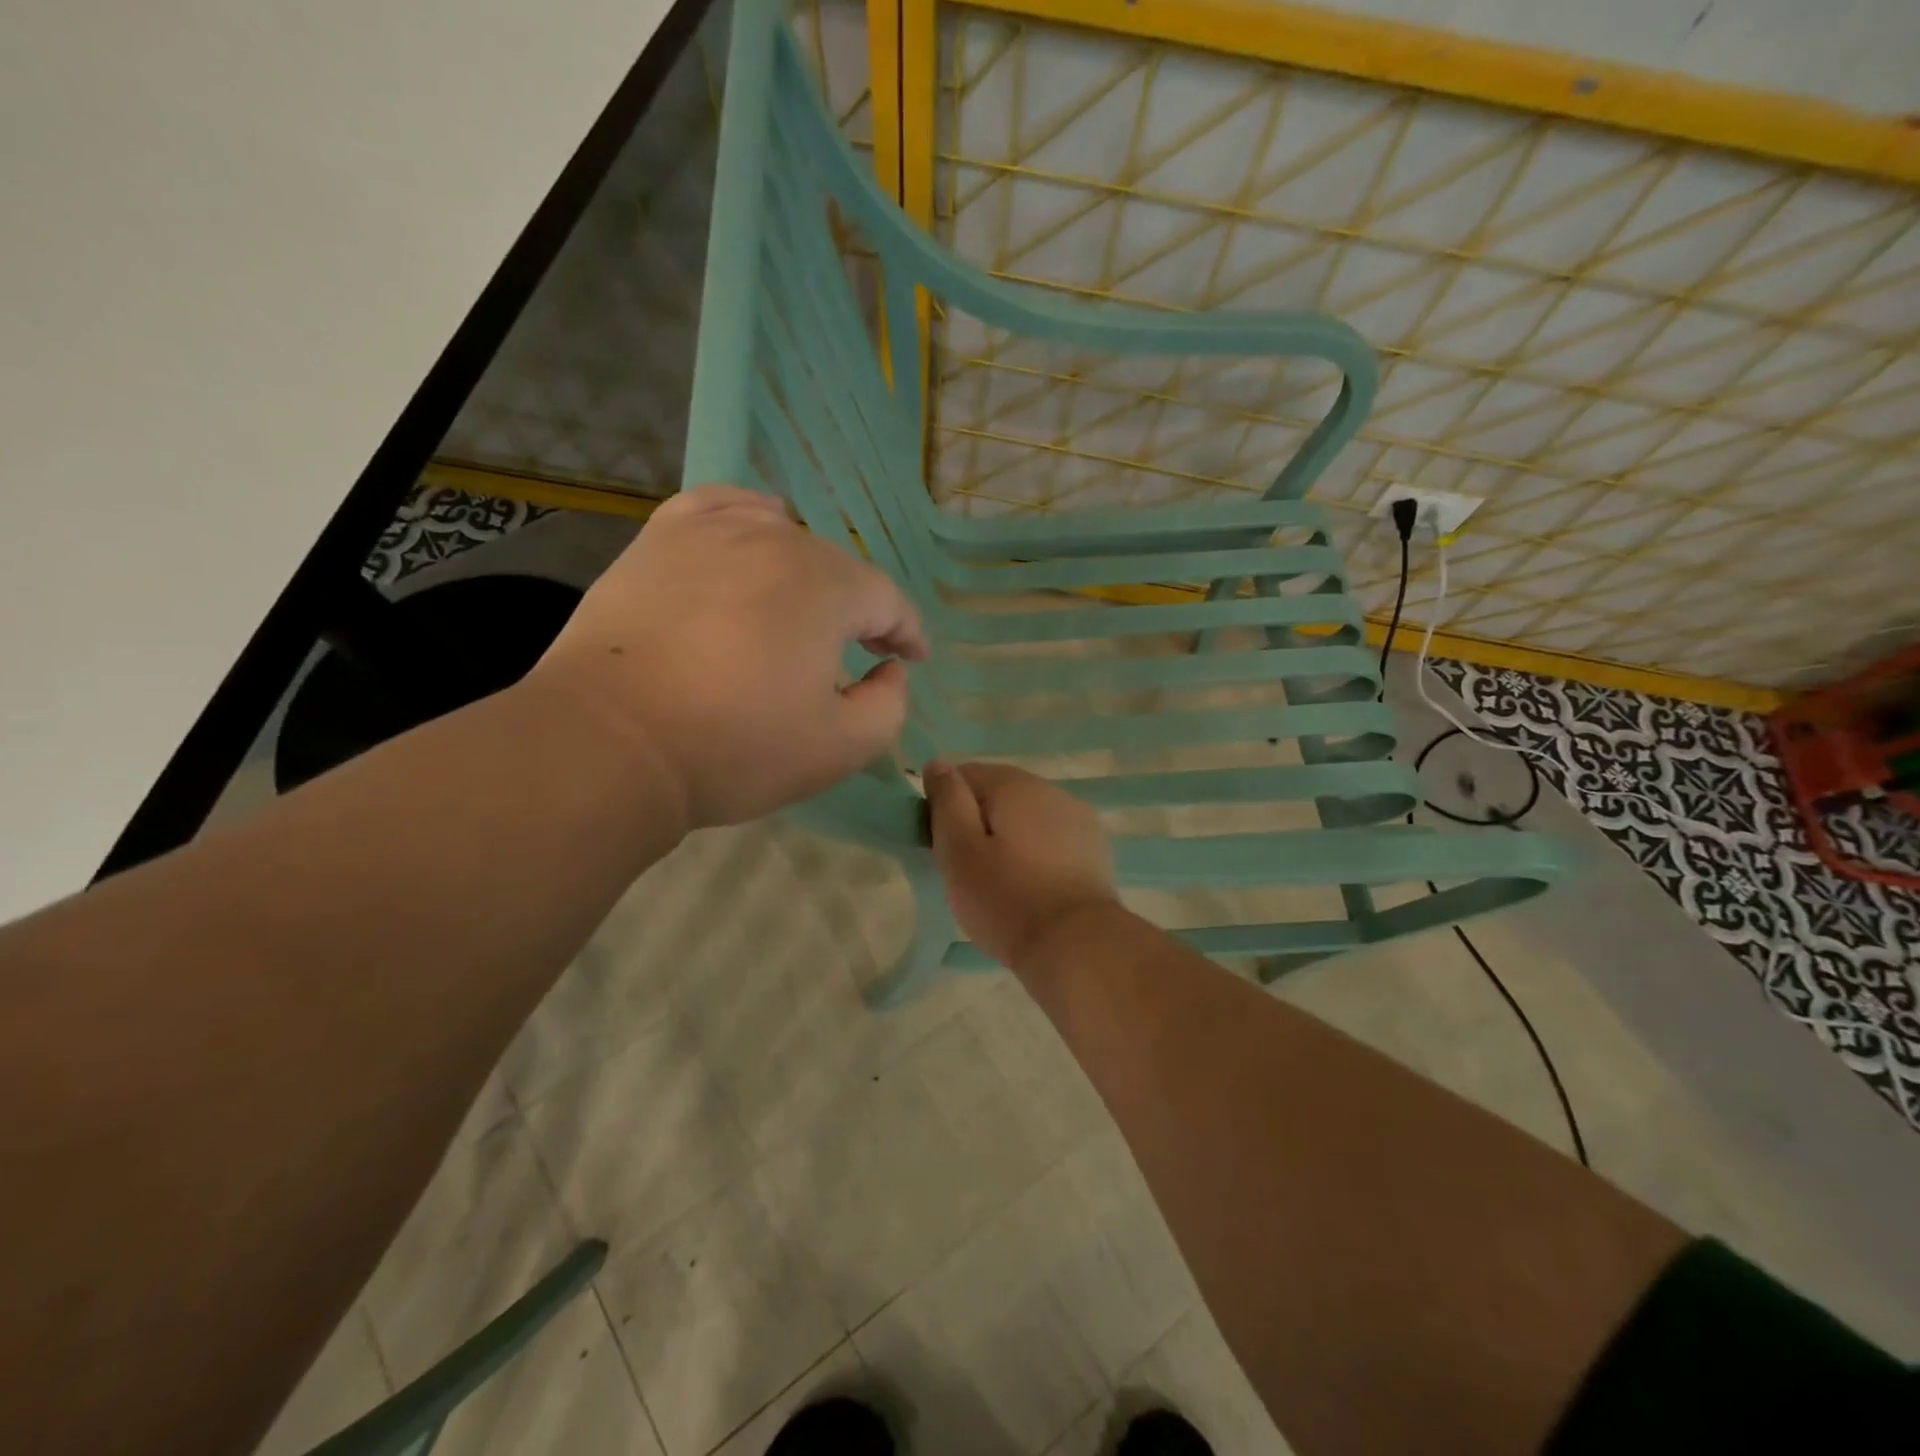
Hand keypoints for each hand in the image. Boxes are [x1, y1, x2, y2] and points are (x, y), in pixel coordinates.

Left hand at [532, 484, 926, 831]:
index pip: (886, 600)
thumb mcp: (841, 747)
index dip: (906, 632)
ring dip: (808, 574)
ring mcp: (711, 533)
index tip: (911, 659)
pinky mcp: (660, 540)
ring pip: (783, 538)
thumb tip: (890, 669)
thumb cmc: (734, 748)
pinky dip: (749, 515)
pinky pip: (720, 506)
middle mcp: (775, 541)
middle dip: (859, 609)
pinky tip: (757, 528)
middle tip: (859, 651)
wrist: (611, 744)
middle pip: (837, 568)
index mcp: (826, 587)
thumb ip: (890, 704)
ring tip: (805, 609)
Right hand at [923, 761, 1118, 966]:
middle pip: (999, 793)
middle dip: (979, 822)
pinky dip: (1036, 852)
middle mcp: (1050, 789)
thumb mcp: (959, 850)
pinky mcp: (1094, 848)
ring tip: (1001, 881)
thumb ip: (947, 801)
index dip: (947, 806)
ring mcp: (1078, 818)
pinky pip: (1052, 838)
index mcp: (1014, 784)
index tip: (943, 845)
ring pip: (1027, 816)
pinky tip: (1033, 885)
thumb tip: (938, 765)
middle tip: (968, 869)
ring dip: (1009, 837)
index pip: (965, 774)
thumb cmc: (1006, 898)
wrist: (1077, 945)